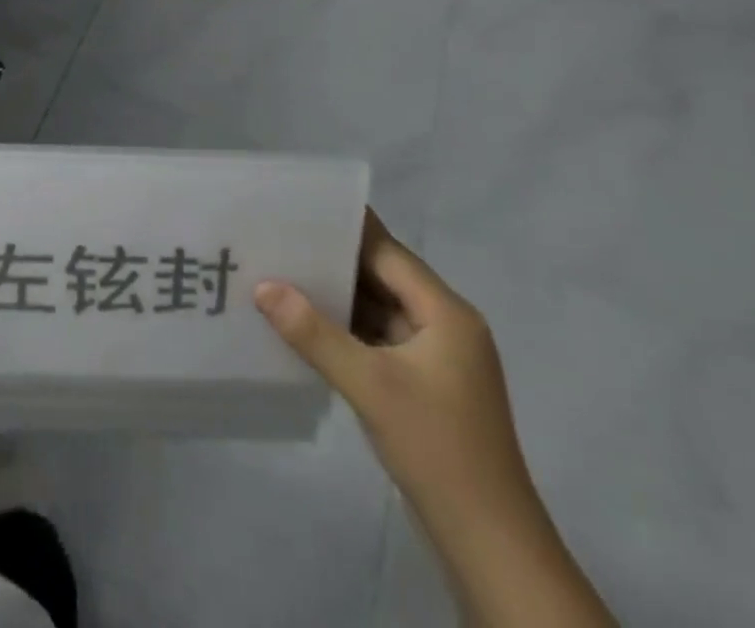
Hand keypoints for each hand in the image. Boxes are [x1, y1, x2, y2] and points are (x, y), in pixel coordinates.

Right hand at [255, 213, 612, 627]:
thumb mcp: (370, 386)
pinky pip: (380, 340)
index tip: (300, 209)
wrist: (490, 545)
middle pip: (384, 278)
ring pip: (380, 310)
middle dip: (334, 262)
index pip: (388, 253)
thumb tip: (264, 286)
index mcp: (446, 313)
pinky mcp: (425, 386)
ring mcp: (437, 358)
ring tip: (283, 274)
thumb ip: (315, 333)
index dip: (346, 229)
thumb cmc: (437, 449)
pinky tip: (307, 326)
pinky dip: (348, 331)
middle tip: (280, 240)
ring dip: (339, 298)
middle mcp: (445, 325)